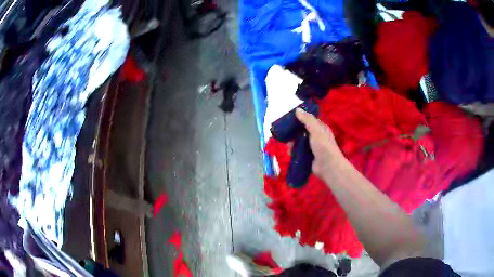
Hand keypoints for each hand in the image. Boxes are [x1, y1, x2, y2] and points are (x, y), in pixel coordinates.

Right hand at [295, 108, 343, 179]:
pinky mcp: (308, 157)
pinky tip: (290, 153)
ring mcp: (312, 148)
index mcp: (321, 129)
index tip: (290, 118)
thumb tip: (297, 110)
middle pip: (303, 132)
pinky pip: (298, 152)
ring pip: (299, 143)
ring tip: (288, 146)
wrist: (328, 166)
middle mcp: (317, 137)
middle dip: (294, 133)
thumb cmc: (324, 146)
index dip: (301, 119)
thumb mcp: (316, 130)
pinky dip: (294, 152)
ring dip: (293, 144)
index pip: (310, 121)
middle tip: (287, 134)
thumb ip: (307, 119)